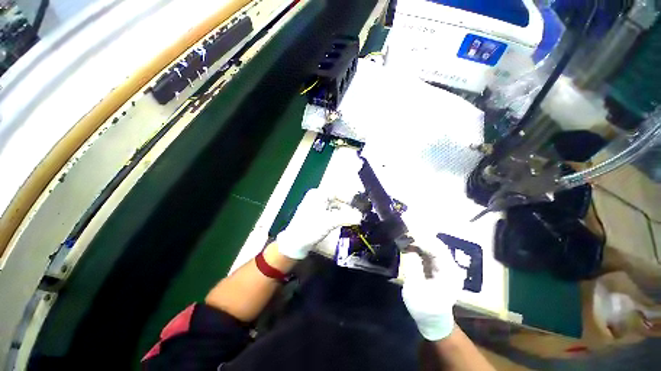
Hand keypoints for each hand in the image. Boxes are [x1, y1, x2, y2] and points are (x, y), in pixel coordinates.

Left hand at [276, 188, 361, 259]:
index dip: (349, 198)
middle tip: (357, 214)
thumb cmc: (311, 228)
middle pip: (336, 199)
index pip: (337, 192)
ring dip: (343, 212)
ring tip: (352, 219)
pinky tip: (343, 222)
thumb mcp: (330, 221)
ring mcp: (315, 207)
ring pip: (333, 206)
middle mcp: (316, 198)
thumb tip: (362, 216)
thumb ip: (347, 217)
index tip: (358, 206)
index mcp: (317, 194)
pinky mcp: (315, 216)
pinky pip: (330, 212)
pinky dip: (337, 216)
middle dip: (347, 206)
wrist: (294, 244)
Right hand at [400, 233, 464, 340]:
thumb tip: (408, 248)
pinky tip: (406, 242)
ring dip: (417, 238)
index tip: (407, 232)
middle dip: (419, 234)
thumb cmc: (425, 308)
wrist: (433, 320)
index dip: (422, 239)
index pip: (437, 249)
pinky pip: (426, 251)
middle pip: (435, 243)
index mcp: (449, 272)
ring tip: (403, 231)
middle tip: (404, 227)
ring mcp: (443, 265)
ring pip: (430, 245)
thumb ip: (413, 268)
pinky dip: (416, 245)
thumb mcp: (416, 290)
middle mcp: (449, 265)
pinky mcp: (435, 266)